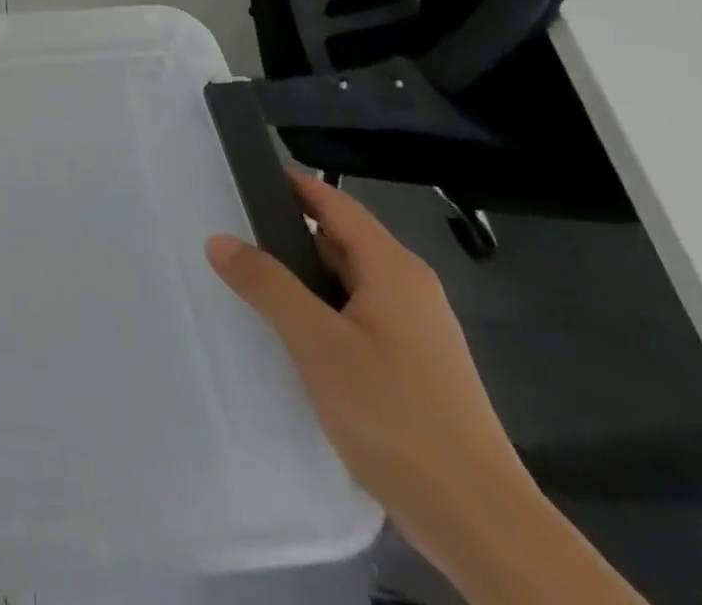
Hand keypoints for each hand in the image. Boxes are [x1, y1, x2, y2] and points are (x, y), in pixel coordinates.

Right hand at [204, 174, 532, 563]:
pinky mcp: (416, 368)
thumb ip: (266, 284)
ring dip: (300, 278)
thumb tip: (220, 239)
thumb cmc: (396, 416)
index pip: (333, 202)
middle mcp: (409, 289)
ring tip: (248, 283)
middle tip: (229, 235)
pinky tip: (291, 337)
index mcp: (392, 268)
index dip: (289, 185)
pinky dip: (320, 312)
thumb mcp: (317, 343)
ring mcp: (417, 331)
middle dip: (286, 233)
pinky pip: (357, 317)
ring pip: (347, 282)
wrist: (481, 524)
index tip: (240, 178)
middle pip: (339, 239)